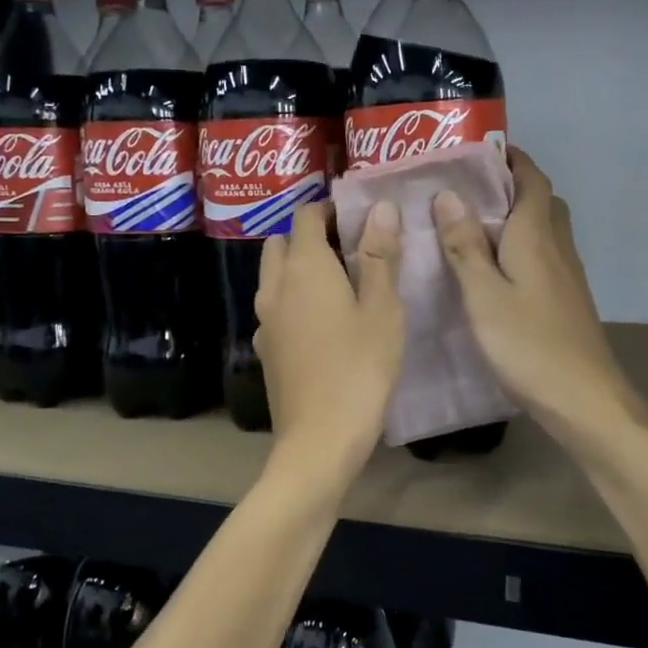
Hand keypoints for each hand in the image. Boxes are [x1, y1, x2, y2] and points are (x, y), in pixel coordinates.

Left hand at [254, 200, 403, 472]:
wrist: (319, 440)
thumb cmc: (360, 368)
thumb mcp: (382, 309)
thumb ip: (380, 255)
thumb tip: (379, 207)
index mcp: (304, 267)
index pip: (306, 216)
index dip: (331, 210)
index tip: (360, 220)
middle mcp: (274, 286)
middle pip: (282, 243)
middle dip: (311, 237)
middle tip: (351, 252)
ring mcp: (264, 320)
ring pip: (274, 276)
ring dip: (299, 269)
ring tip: (340, 287)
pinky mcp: (265, 350)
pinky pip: (275, 308)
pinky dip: (293, 301)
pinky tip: (323, 326)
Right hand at [434, 148, 644, 446]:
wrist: (583, 397)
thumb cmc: (528, 343)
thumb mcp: (483, 294)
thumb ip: (464, 245)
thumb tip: (448, 195)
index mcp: (536, 235)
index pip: (532, 179)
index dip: (511, 159)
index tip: (481, 151)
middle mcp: (557, 246)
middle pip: (542, 200)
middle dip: (513, 184)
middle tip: (471, 187)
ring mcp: (567, 274)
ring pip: (545, 228)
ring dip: (519, 215)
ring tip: (476, 223)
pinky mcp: (567, 298)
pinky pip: (545, 254)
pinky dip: (523, 245)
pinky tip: (497, 268)